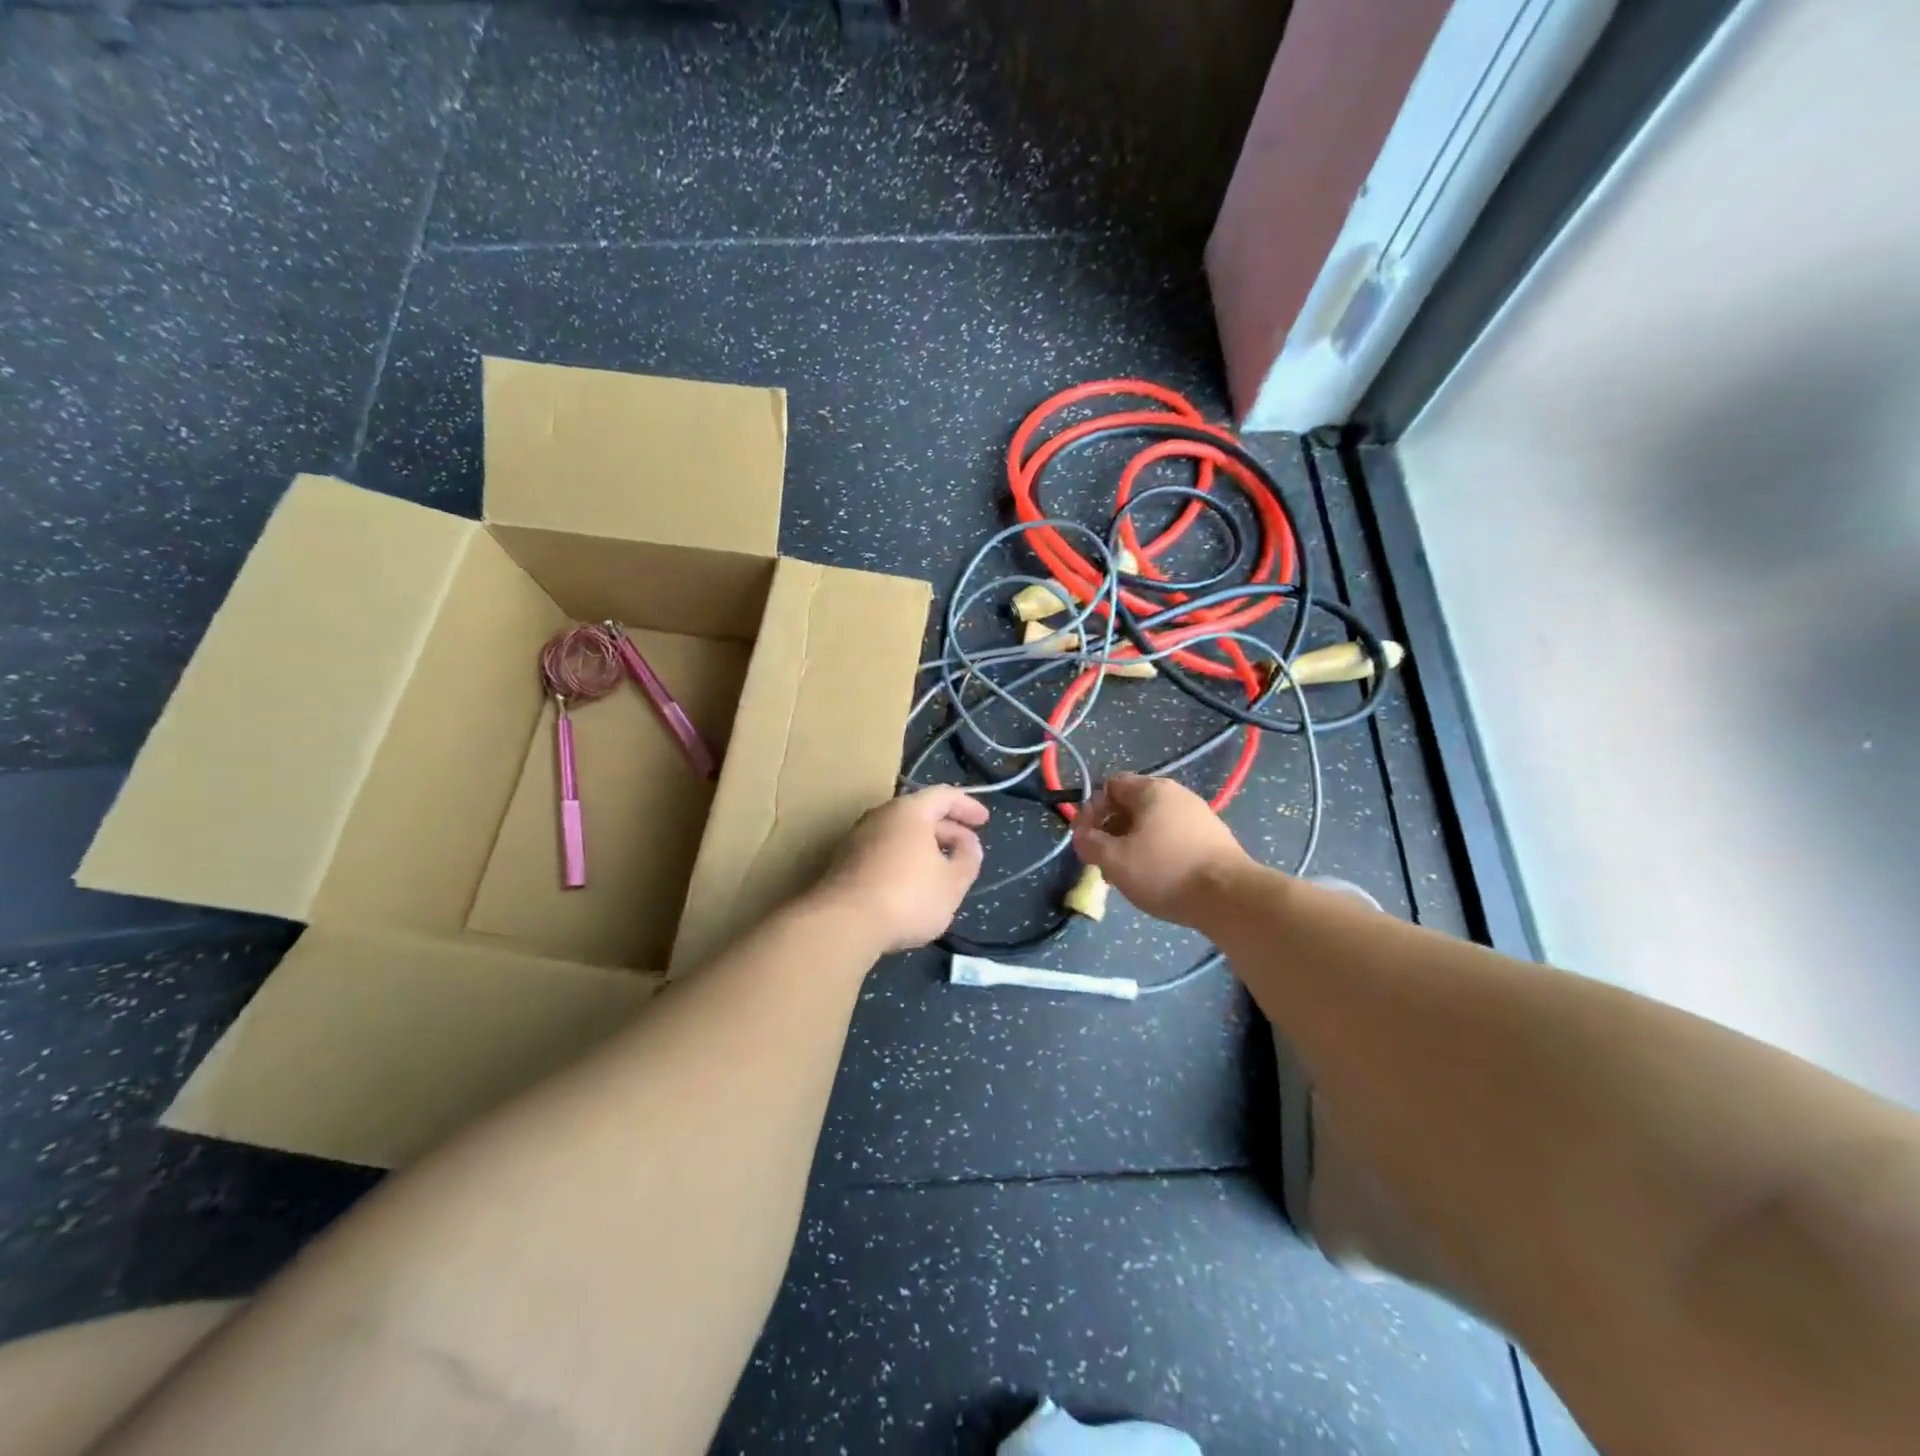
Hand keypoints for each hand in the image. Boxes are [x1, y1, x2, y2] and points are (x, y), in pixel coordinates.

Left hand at [814, 786, 988, 952]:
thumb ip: (968, 858)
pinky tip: (911, 883)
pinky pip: (883, 849)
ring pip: (899, 833)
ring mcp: (857, 837)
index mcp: (909, 811)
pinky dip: (904, 858)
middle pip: (919, 812)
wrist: (842, 924)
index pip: (944, 795)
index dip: (968, 806)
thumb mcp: (953, 882)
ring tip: (941, 868)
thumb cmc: (907, 897)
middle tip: (966, 848)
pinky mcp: (844, 862)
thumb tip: (968, 843)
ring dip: (924, 845)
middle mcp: (880, 815)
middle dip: (947, 828)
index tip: (984, 821)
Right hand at [1071, 773, 1251, 925]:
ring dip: (1133, 844)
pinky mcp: (1213, 839)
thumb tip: (1082, 836)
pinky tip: (1157, 879)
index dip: (1091, 810)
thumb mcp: (1114, 859)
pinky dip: (1158, 853)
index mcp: (1152, 790)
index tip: (1086, 840)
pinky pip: (1173, 838)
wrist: (1230, 898)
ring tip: (1128, 875)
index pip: (1110, 786)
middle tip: (1104, 861)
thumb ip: (1088, 843)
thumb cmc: (1164, 871)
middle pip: (1131, 805)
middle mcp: (1177, 795)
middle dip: (1111, 831)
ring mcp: (1199, 816)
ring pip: (1152, 824)